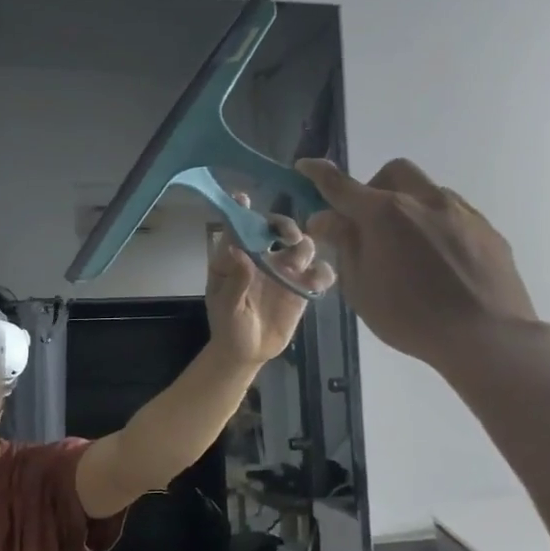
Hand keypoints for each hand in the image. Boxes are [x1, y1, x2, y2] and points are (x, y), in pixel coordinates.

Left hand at [204, 197, 334, 366]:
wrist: (247, 353)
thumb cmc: (228, 326)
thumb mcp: (226, 306)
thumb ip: (235, 280)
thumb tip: (239, 251)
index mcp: (237, 256)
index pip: (238, 226)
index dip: (241, 210)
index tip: (244, 197)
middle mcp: (263, 257)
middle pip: (278, 229)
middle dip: (285, 225)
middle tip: (289, 236)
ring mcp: (285, 271)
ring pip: (303, 246)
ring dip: (305, 247)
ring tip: (298, 263)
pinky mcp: (303, 288)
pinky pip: (320, 273)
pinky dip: (323, 273)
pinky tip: (316, 283)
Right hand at [297, 158, 538, 372]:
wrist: (487, 336)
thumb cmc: (410, 317)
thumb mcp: (360, 288)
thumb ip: (344, 245)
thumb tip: (327, 218)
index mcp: (385, 214)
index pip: (341, 186)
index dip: (319, 175)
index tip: (306, 166)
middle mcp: (424, 200)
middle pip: (393, 172)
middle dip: (374, 187)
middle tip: (368, 223)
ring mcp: (461, 211)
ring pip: (427, 190)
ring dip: (408, 206)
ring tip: (407, 247)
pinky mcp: (487, 229)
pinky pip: (454, 213)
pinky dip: (435, 224)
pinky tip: (438, 260)